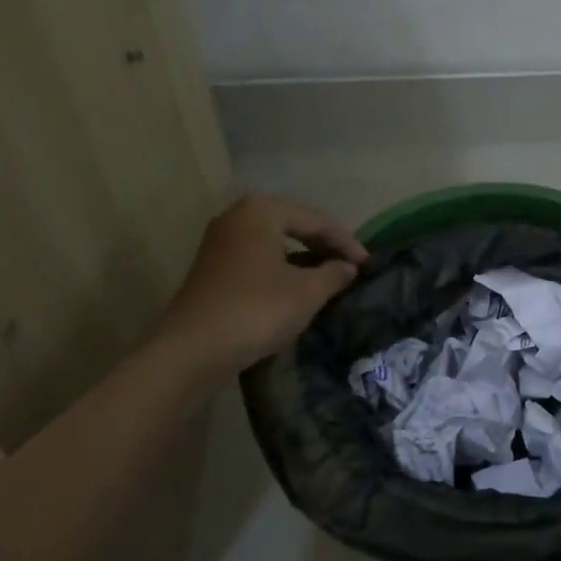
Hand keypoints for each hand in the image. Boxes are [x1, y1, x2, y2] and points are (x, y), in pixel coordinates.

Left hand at [160, 194, 366, 377]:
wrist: (192, 350)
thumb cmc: (256, 310)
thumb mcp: (307, 292)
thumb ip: (334, 274)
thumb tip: (348, 268)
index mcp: (261, 210)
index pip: (316, 220)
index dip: (346, 242)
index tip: (368, 264)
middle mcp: (237, 216)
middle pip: (294, 224)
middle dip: (324, 245)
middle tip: (351, 266)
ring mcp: (220, 241)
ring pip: (275, 242)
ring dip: (304, 257)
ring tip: (330, 275)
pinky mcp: (212, 267)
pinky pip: (258, 257)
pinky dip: (282, 267)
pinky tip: (297, 286)